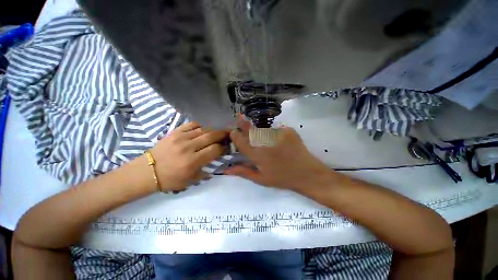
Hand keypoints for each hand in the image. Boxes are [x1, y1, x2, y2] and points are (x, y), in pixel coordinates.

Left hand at [149, 122, 228, 190]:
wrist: (148, 171)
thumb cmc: (170, 179)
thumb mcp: (191, 181)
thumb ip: (206, 171)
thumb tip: (217, 161)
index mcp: (192, 162)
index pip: (215, 150)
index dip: (223, 148)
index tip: (226, 147)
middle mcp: (188, 147)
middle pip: (211, 136)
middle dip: (222, 134)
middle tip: (229, 133)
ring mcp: (181, 138)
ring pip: (203, 129)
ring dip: (213, 130)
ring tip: (216, 133)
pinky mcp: (175, 132)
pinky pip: (192, 124)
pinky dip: (200, 126)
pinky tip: (203, 130)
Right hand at [225, 120, 331, 191]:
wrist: (307, 173)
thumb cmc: (282, 178)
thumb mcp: (261, 179)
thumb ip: (243, 171)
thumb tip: (226, 170)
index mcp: (258, 155)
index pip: (241, 141)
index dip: (235, 135)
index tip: (234, 132)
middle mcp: (266, 142)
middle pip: (250, 131)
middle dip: (245, 127)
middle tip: (246, 127)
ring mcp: (278, 134)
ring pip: (263, 130)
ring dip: (262, 134)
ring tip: (270, 143)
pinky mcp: (288, 130)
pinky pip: (276, 129)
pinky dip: (275, 134)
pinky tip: (281, 143)